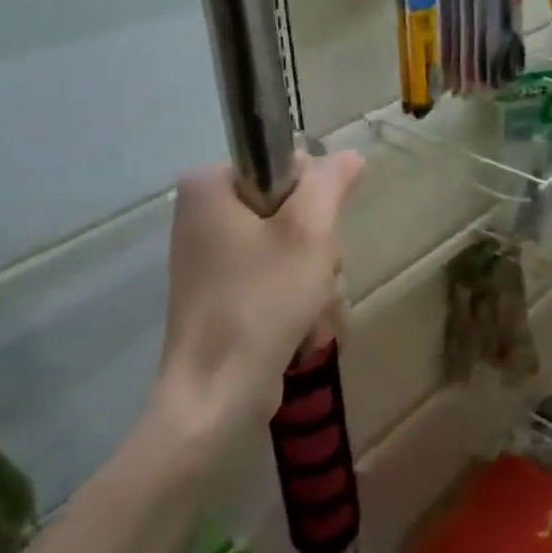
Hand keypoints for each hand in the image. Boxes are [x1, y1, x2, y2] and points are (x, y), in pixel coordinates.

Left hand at [152, 152, 364, 454]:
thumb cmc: (263, 301)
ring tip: (310, 314)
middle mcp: (201, 215)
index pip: (286, 165)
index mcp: (209, 186)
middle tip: (315, 279)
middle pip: (290, 210)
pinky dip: (295, 301)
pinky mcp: (219, 294)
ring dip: (314, 281)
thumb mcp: (310, 232)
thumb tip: (350, 155)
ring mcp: (209, 258)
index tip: (316, 238)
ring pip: (289, 248)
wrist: (216, 397)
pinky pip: (272, 278)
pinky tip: (301, 330)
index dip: (314, 199)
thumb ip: (331, 183)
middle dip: (316, 250)